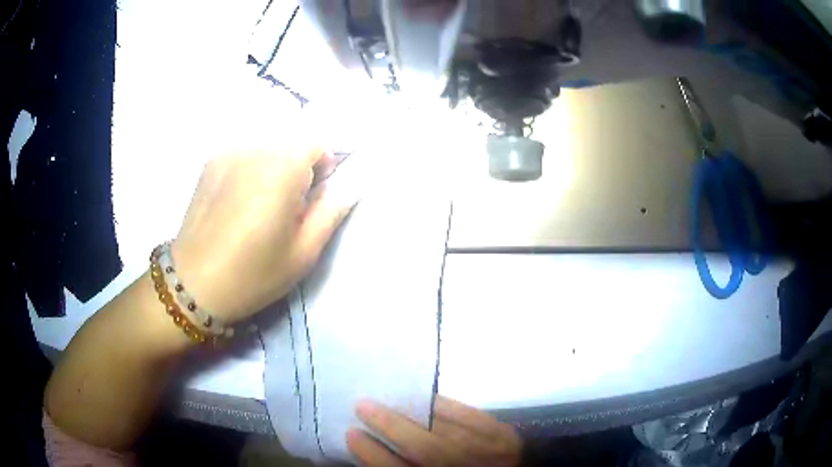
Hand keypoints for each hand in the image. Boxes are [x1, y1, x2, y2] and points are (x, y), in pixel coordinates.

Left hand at [172, 148, 356, 323]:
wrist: (194, 284)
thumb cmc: (253, 274)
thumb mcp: (304, 252)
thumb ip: (331, 211)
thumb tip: (346, 186)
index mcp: (283, 168)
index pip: (316, 146)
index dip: (322, 170)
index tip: (312, 200)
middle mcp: (255, 149)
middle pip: (290, 145)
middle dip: (297, 169)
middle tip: (286, 208)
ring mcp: (228, 153)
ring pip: (265, 149)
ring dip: (272, 169)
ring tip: (258, 205)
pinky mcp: (210, 163)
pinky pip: (242, 155)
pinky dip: (249, 170)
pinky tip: (236, 202)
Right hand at [347, 396, 522, 466]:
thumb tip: (375, 447)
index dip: (371, 454)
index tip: (351, 433)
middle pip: (423, 449)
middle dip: (388, 426)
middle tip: (362, 406)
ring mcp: (488, 453)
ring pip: (444, 430)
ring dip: (411, 412)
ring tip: (387, 397)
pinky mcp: (503, 436)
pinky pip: (470, 416)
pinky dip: (445, 405)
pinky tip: (425, 398)